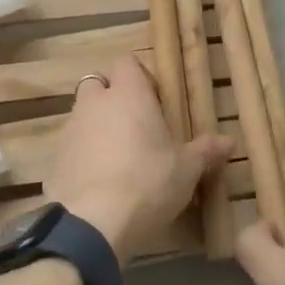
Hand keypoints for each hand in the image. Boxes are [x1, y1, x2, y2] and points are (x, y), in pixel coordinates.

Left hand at [46, 55, 232, 265]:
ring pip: (82, 116)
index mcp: (128, 94)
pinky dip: (83, 156)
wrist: (93, 222)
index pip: (127, 62)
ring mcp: (70, 130)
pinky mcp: (55, 159)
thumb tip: (229, 142)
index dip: (139, 77)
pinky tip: (99, 182)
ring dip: (97, 128)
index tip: (155, 100)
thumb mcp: (186, 170)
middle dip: (113, 99)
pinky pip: (71, 147)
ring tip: (118, 158)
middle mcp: (94, 103)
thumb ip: (205, 151)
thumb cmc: (147, 182)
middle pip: (98, 85)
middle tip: (135, 127)